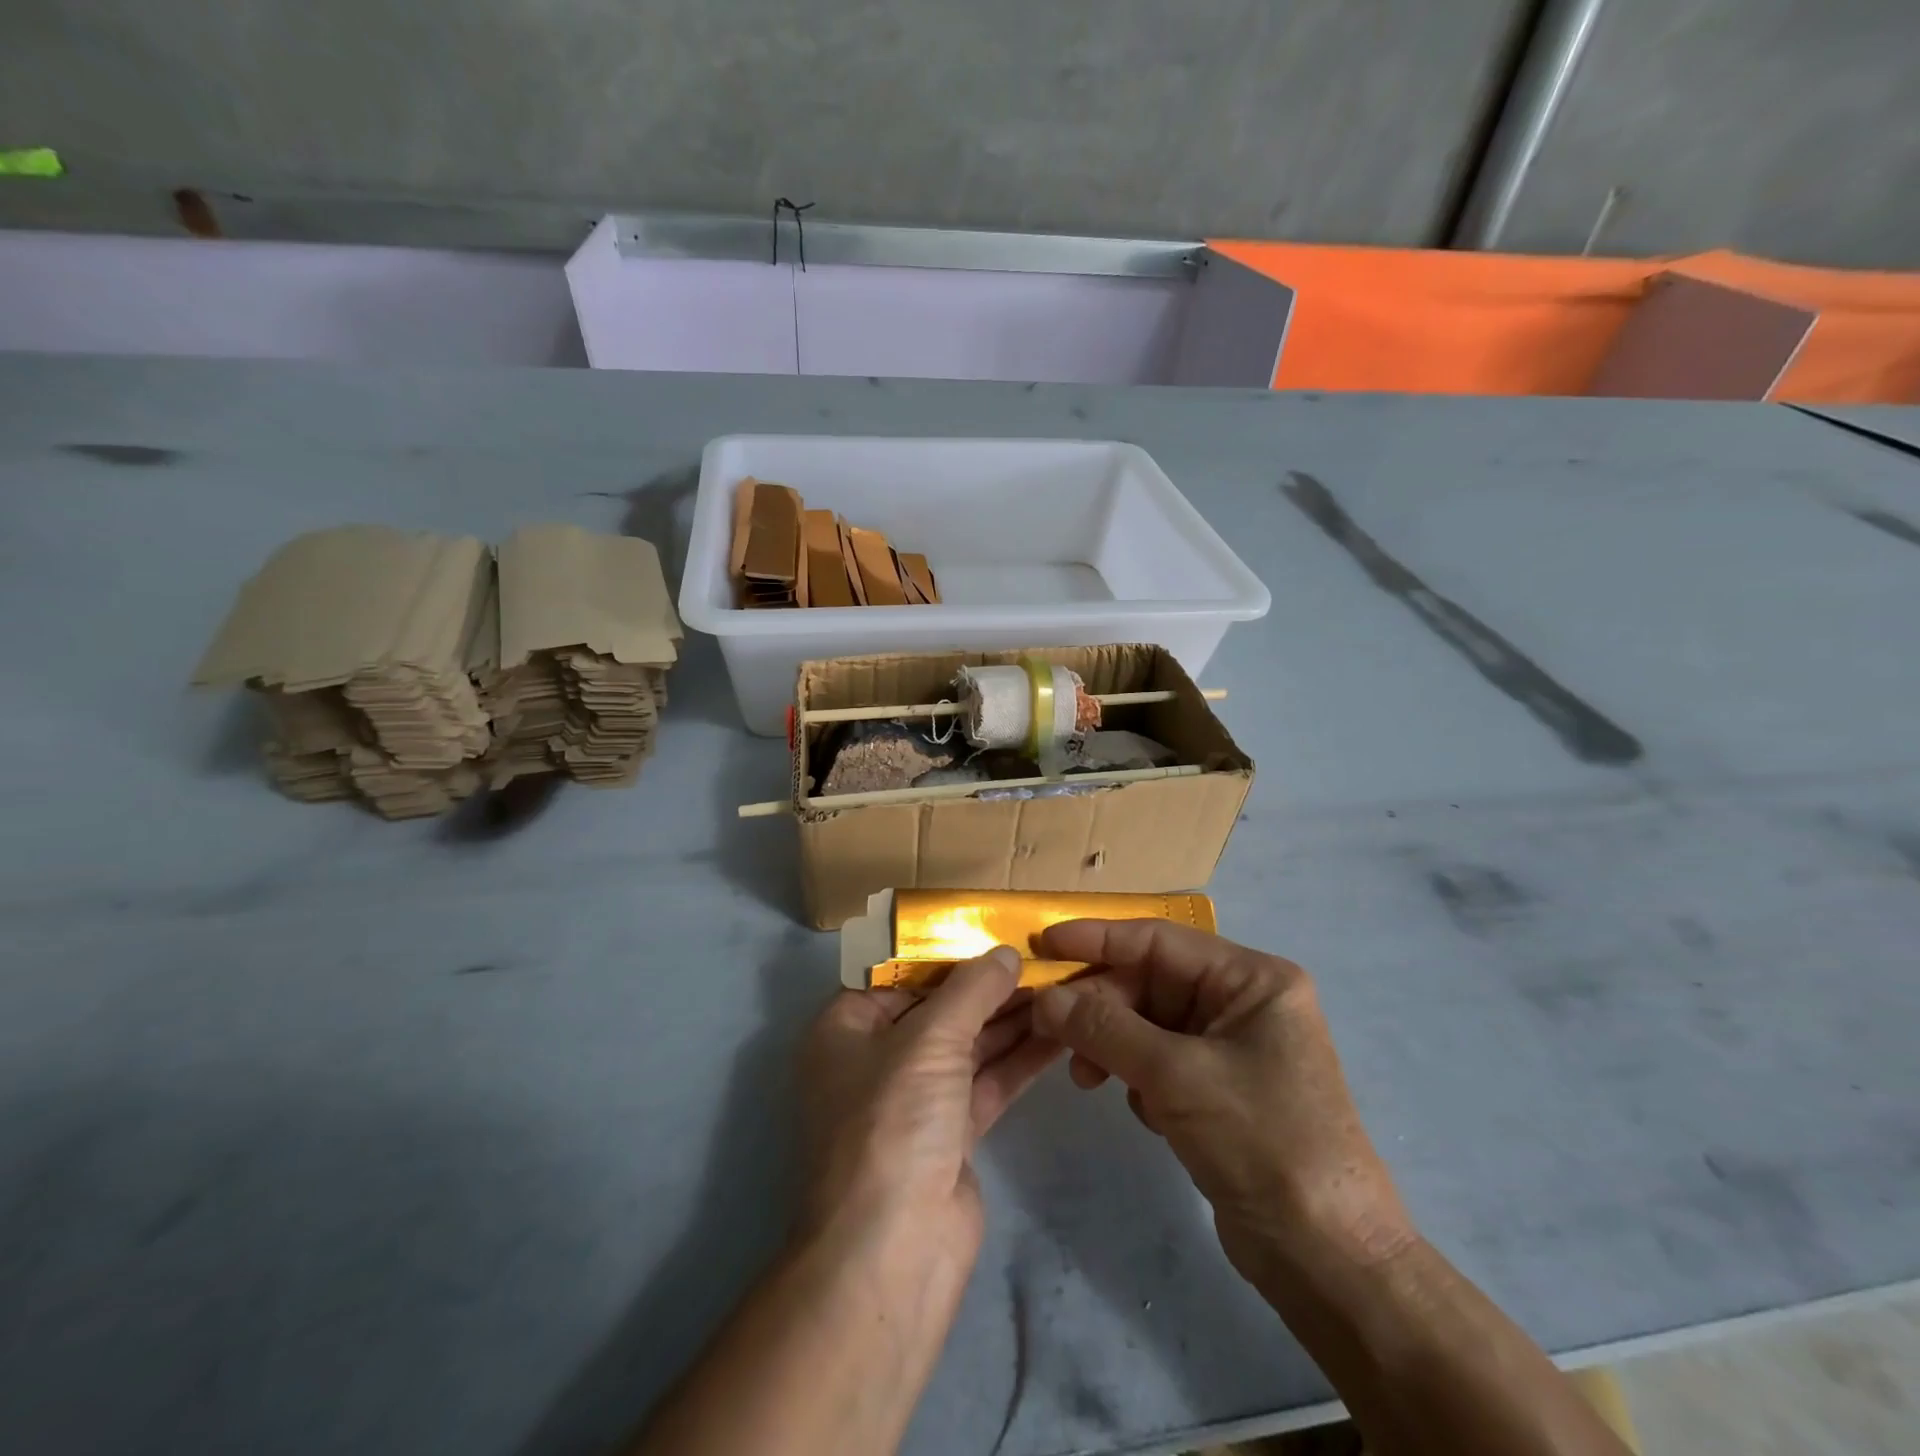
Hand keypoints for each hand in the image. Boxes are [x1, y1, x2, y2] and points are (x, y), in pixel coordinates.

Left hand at [798, 947, 1061, 1264]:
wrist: (892, 1252)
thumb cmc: (891, 1122)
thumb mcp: (928, 1040)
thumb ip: (971, 991)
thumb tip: (1006, 954)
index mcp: (846, 1028)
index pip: (898, 974)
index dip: (945, 952)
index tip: (994, 931)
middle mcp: (876, 1059)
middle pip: (939, 1008)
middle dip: (989, 986)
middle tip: (1042, 957)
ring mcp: (915, 1100)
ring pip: (968, 1045)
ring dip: (1011, 1019)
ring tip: (1061, 985)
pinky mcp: (950, 1134)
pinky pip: (987, 1081)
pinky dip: (1019, 1058)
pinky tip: (1059, 1032)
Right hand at [1032, 920, 1415, 1288]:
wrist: (1328, 1260)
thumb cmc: (1262, 1143)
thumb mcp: (1175, 1076)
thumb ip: (1104, 1028)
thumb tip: (1043, 998)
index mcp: (1252, 979)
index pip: (1159, 939)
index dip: (1098, 938)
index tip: (1044, 943)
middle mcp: (1244, 1002)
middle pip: (1150, 982)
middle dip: (1101, 1006)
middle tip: (1051, 1029)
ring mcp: (1233, 1047)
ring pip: (1149, 1024)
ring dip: (1112, 1045)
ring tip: (1086, 1078)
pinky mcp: (1220, 1089)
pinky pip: (1160, 1060)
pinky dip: (1138, 1077)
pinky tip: (1142, 1112)